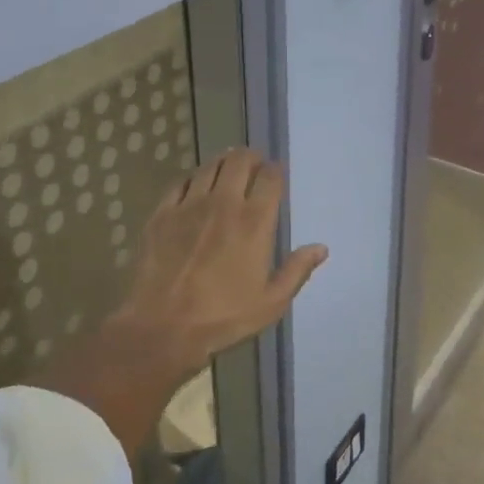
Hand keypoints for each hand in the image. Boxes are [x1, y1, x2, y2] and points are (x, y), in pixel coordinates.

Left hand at [110, 148, 327, 378]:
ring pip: (209, 167)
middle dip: (249, 157)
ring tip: (227, 168)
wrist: (163, 326)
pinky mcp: (162, 213)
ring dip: (222, 162)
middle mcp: (223, 203)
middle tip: (252, 164)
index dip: (275, 170)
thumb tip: (321, 247)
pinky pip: (180, 183)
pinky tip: (194, 186)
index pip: (270, 178)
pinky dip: (192, 179)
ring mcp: (189, 205)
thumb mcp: (271, 303)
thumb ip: (297, 270)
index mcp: (254, 222)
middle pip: (238, 161)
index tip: (275, 174)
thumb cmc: (223, 317)